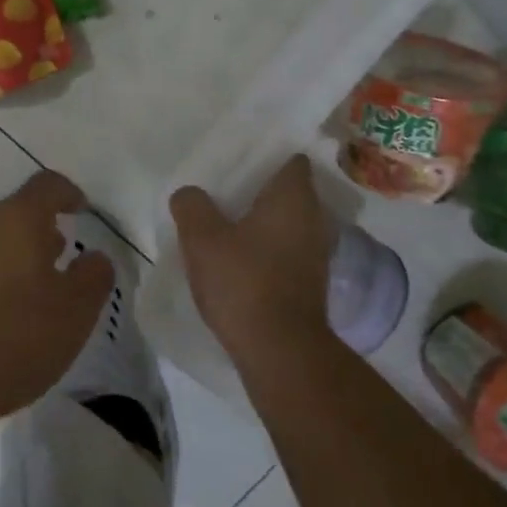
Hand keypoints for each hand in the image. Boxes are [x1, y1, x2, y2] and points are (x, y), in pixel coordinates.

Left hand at [0, 170, 114, 422]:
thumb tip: (94, 258)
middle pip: (12, 214)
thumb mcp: (74, 313)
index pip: (47, 186)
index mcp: (17, 218)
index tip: (80, 208)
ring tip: (24, 296)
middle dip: (37, 233)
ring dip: (8, 260)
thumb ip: (93, 278)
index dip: (67, 193)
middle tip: (56, 262)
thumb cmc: (12, 337)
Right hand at [170, 155, 333, 352]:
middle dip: (259, 192)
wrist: (279, 350)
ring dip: (263, 224)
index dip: (267, 156)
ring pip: (288, 224)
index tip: (240, 161)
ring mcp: (316, 253)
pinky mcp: (311, 283)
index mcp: (293, 197)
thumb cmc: (243, 282)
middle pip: (288, 192)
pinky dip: (268, 251)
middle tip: (224, 193)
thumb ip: (192, 207)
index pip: (291, 160)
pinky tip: (240, 262)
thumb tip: (189, 194)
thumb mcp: (202, 239)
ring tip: (227, 227)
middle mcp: (314, 219)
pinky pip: (287, 251)